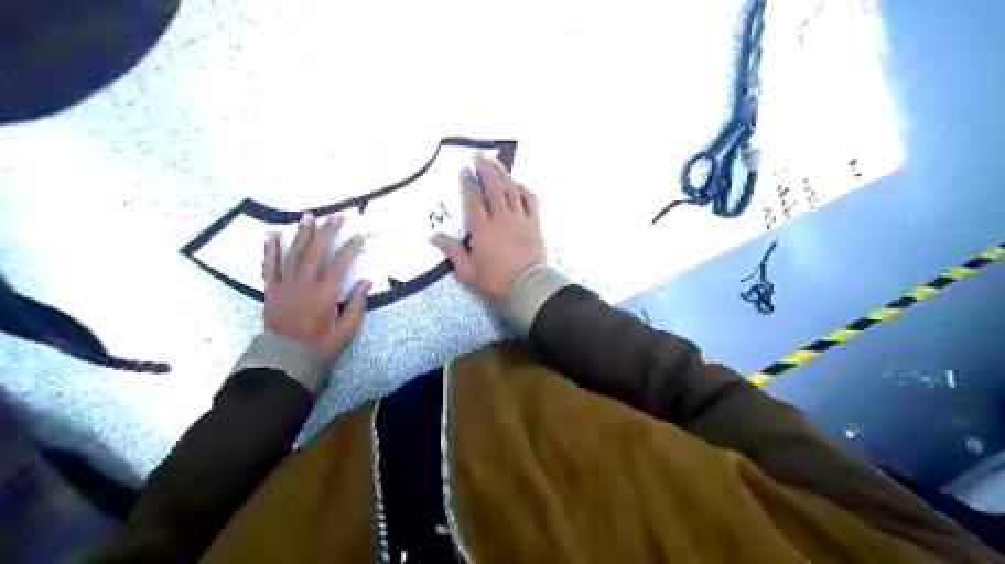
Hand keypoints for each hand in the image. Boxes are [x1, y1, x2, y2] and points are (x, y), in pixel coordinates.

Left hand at [260, 214, 370, 362]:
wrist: (285, 360)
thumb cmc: (320, 346)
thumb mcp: (346, 331)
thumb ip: (356, 305)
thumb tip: (365, 282)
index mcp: (324, 294)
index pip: (339, 264)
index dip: (350, 248)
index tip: (359, 236)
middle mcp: (304, 285)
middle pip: (315, 252)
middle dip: (327, 232)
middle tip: (336, 216)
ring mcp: (285, 286)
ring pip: (293, 254)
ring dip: (302, 234)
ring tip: (308, 216)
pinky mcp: (271, 290)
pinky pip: (269, 266)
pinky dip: (270, 250)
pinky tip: (272, 234)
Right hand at [430, 154, 546, 303]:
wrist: (528, 287)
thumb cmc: (495, 281)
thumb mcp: (467, 272)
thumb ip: (452, 251)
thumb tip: (432, 236)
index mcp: (482, 229)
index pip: (473, 199)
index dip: (468, 182)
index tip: (464, 169)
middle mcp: (501, 218)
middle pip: (493, 188)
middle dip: (485, 170)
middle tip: (480, 156)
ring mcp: (520, 219)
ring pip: (511, 190)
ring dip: (503, 174)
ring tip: (496, 162)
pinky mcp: (534, 223)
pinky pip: (531, 200)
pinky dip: (524, 189)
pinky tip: (518, 184)